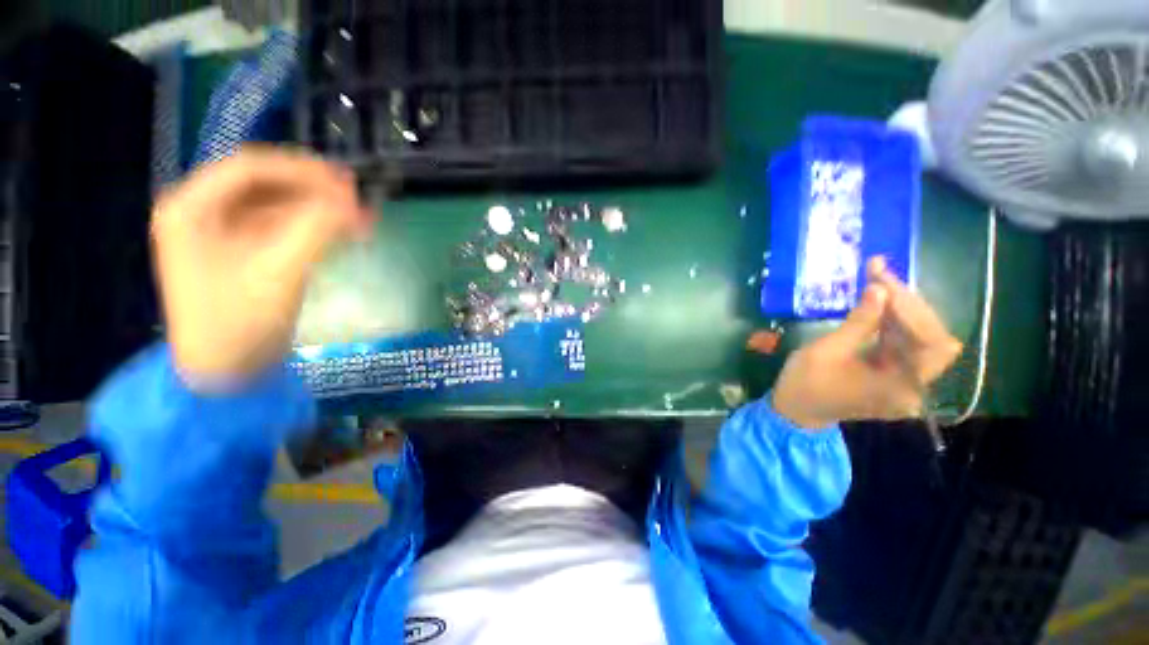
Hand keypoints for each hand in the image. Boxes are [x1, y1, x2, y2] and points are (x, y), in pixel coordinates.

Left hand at [152, 148, 372, 385]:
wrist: (226, 374)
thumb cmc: (239, 321)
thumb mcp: (280, 270)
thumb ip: (317, 228)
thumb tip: (353, 201)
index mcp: (191, 208)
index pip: (249, 168)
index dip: (300, 170)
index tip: (346, 184)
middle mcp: (203, 213)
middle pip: (264, 185)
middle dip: (312, 190)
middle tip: (357, 199)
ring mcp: (223, 235)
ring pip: (277, 207)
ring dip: (319, 209)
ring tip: (360, 216)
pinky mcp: (245, 254)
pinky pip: (282, 229)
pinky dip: (315, 228)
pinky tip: (343, 232)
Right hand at [769, 257, 962, 428]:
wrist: (795, 409)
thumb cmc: (806, 383)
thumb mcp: (827, 351)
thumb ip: (858, 323)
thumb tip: (880, 290)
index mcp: (901, 385)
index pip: (933, 343)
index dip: (915, 311)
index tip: (884, 286)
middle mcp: (913, 385)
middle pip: (931, 337)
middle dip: (908, 304)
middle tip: (880, 275)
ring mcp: (904, 380)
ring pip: (918, 336)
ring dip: (899, 308)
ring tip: (877, 281)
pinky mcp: (892, 374)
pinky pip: (902, 343)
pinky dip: (891, 321)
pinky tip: (877, 302)